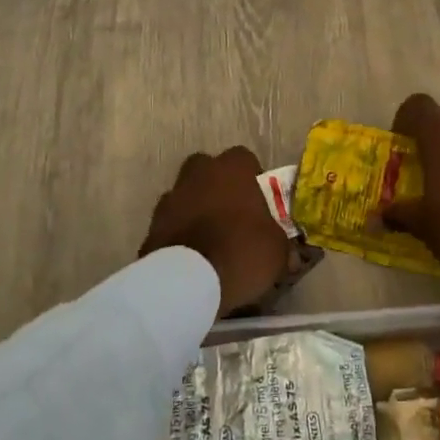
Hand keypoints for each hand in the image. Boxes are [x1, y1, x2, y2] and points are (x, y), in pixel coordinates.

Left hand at [139, 146, 289, 315]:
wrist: (186, 282)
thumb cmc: (241, 252)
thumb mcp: (276, 251)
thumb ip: (280, 243)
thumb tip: (288, 253)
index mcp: (232, 170)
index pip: (244, 158)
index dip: (252, 176)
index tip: (258, 200)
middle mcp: (198, 174)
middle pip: (208, 169)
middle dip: (217, 185)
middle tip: (231, 213)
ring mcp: (170, 198)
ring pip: (186, 194)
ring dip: (196, 209)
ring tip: (209, 239)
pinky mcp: (151, 225)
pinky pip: (171, 222)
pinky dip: (179, 233)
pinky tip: (190, 256)